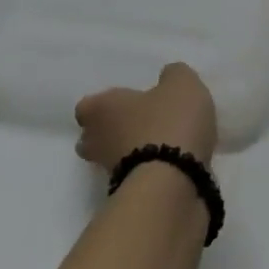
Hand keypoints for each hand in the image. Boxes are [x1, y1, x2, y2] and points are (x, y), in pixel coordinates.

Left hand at [74, 63, 217, 171]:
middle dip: (112, 131)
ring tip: (162, 143)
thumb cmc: (169, 122)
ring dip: (131, 151)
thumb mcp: (182, 84)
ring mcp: (107, 171)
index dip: (106, 104)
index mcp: (100, 109)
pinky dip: (148, 168)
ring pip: (113, 156)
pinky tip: (173, 161)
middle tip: (141, 123)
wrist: (173, 180)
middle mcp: (95, 140)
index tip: (128, 102)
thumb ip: (173, 75)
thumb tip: (167, 76)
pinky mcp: (127, 193)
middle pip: (93, 136)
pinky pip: (134, 174)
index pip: (87, 106)